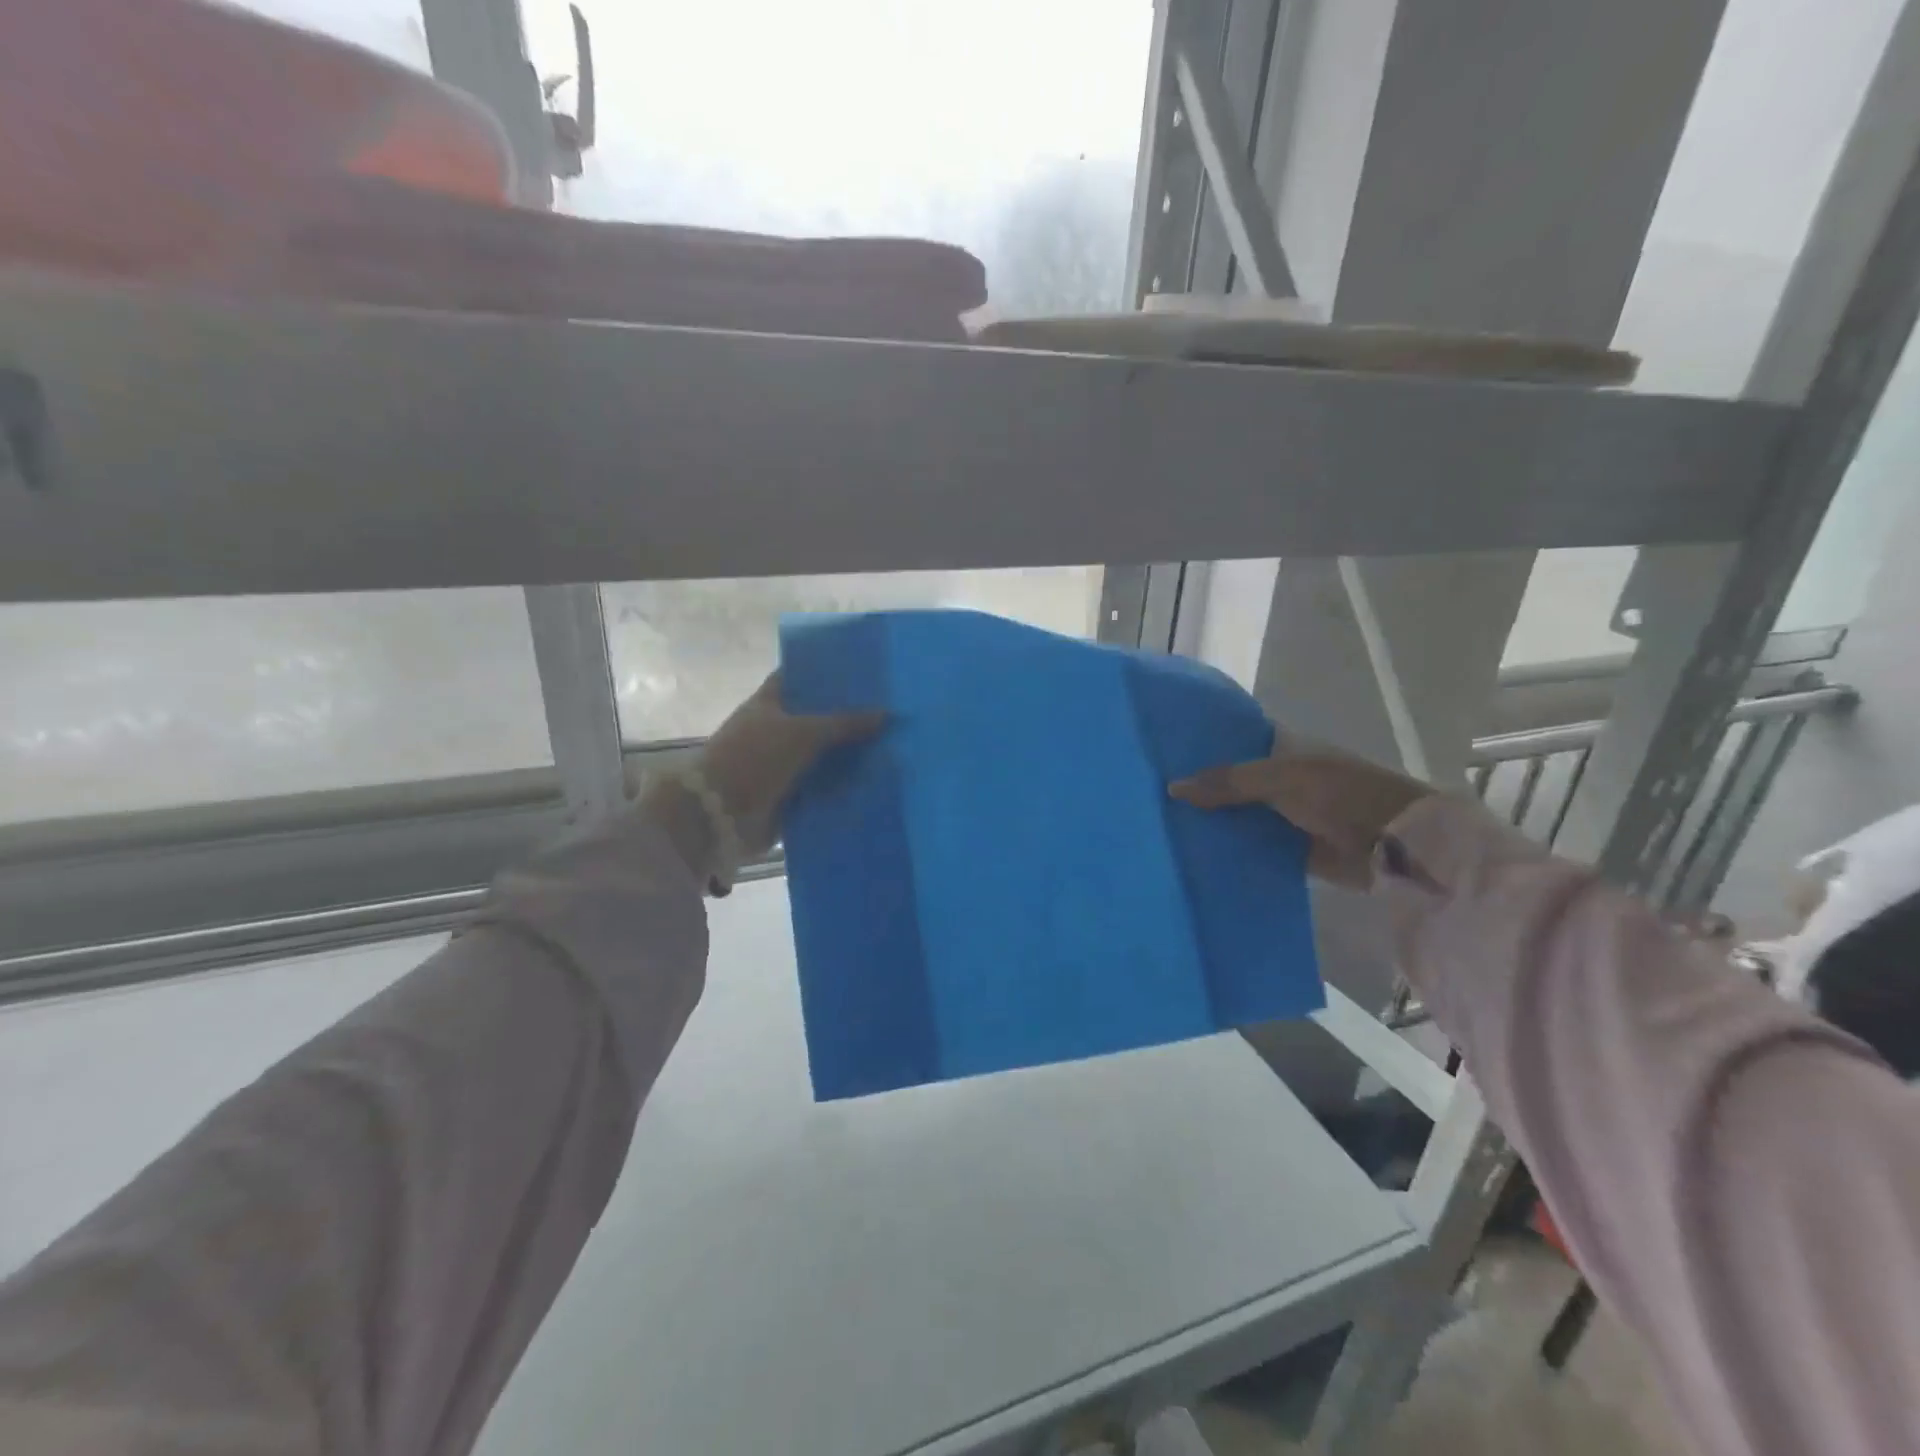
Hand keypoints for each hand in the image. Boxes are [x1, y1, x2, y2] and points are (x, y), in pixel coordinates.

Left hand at [683, 673, 884, 858]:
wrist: (719, 814)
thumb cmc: (755, 758)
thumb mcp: (803, 733)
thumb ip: (844, 723)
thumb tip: (886, 714)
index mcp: (768, 702)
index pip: (799, 677)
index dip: (825, 671)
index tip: (862, 671)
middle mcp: (774, 729)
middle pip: (816, 717)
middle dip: (848, 716)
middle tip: (890, 710)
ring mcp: (781, 763)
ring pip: (822, 753)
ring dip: (850, 754)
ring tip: (893, 745)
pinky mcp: (789, 794)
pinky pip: (823, 785)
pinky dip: (844, 785)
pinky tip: (877, 780)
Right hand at [1170, 743, 1433, 888]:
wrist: (1396, 846)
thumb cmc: (1341, 795)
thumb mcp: (1280, 779)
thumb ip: (1228, 783)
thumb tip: (1171, 787)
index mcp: (1284, 750)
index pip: (1236, 741)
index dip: (1204, 744)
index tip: (1163, 750)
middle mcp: (1282, 780)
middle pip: (1232, 782)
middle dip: (1200, 788)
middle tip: (1151, 792)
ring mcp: (1287, 816)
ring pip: (1240, 816)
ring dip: (1212, 821)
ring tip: (1163, 826)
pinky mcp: (1291, 851)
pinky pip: (1253, 848)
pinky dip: (1230, 851)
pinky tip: (1195, 855)